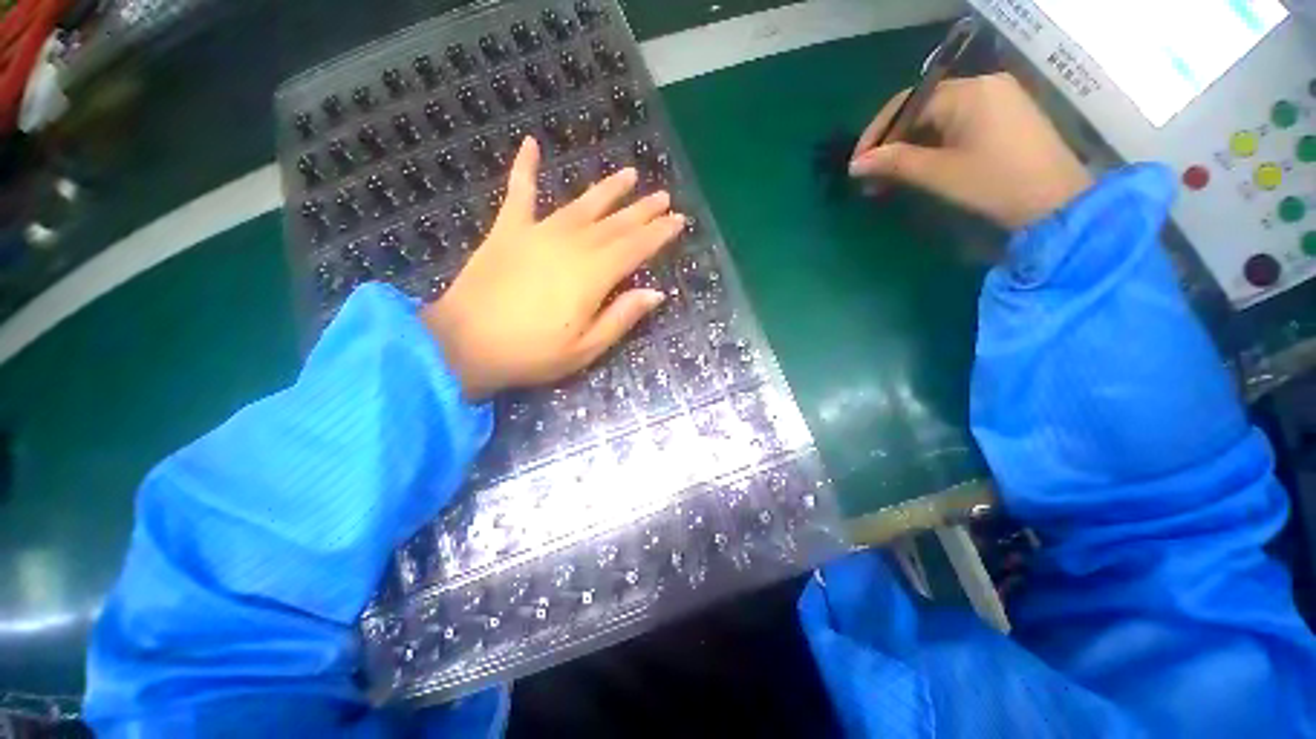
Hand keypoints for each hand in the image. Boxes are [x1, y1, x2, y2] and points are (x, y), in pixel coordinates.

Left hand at [423, 136, 683, 399]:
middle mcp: (571, 245)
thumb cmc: (532, 353)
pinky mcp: (508, 231)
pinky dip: (525, 169)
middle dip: (642, 210)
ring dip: (607, 190)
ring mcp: (537, 233)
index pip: (635, 247)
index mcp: (592, 275)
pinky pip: (519, 193)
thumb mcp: (586, 348)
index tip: (678, 219)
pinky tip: (531, 144)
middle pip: (615, 223)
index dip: (659, 233)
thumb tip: (655, 293)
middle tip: (663, 196)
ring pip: (582, 205)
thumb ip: (621, 317)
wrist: (464, 345)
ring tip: (629, 174)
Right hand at [848, 73, 1091, 229]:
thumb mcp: (939, 173)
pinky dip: (933, 146)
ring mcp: (997, 99)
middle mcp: (982, 86)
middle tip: (871, 177)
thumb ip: (895, 163)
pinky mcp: (1004, 117)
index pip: (907, 104)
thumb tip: (856, 165)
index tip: (857, 165)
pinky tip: (920, 168)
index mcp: (968, 92)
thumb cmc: (995, 184)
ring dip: (910, 148)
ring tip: (890, 179)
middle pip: (922, 110)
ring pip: (937, 120)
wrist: (1056, 203)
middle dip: (892, 144)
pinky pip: (956, 125)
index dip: (877, 134)